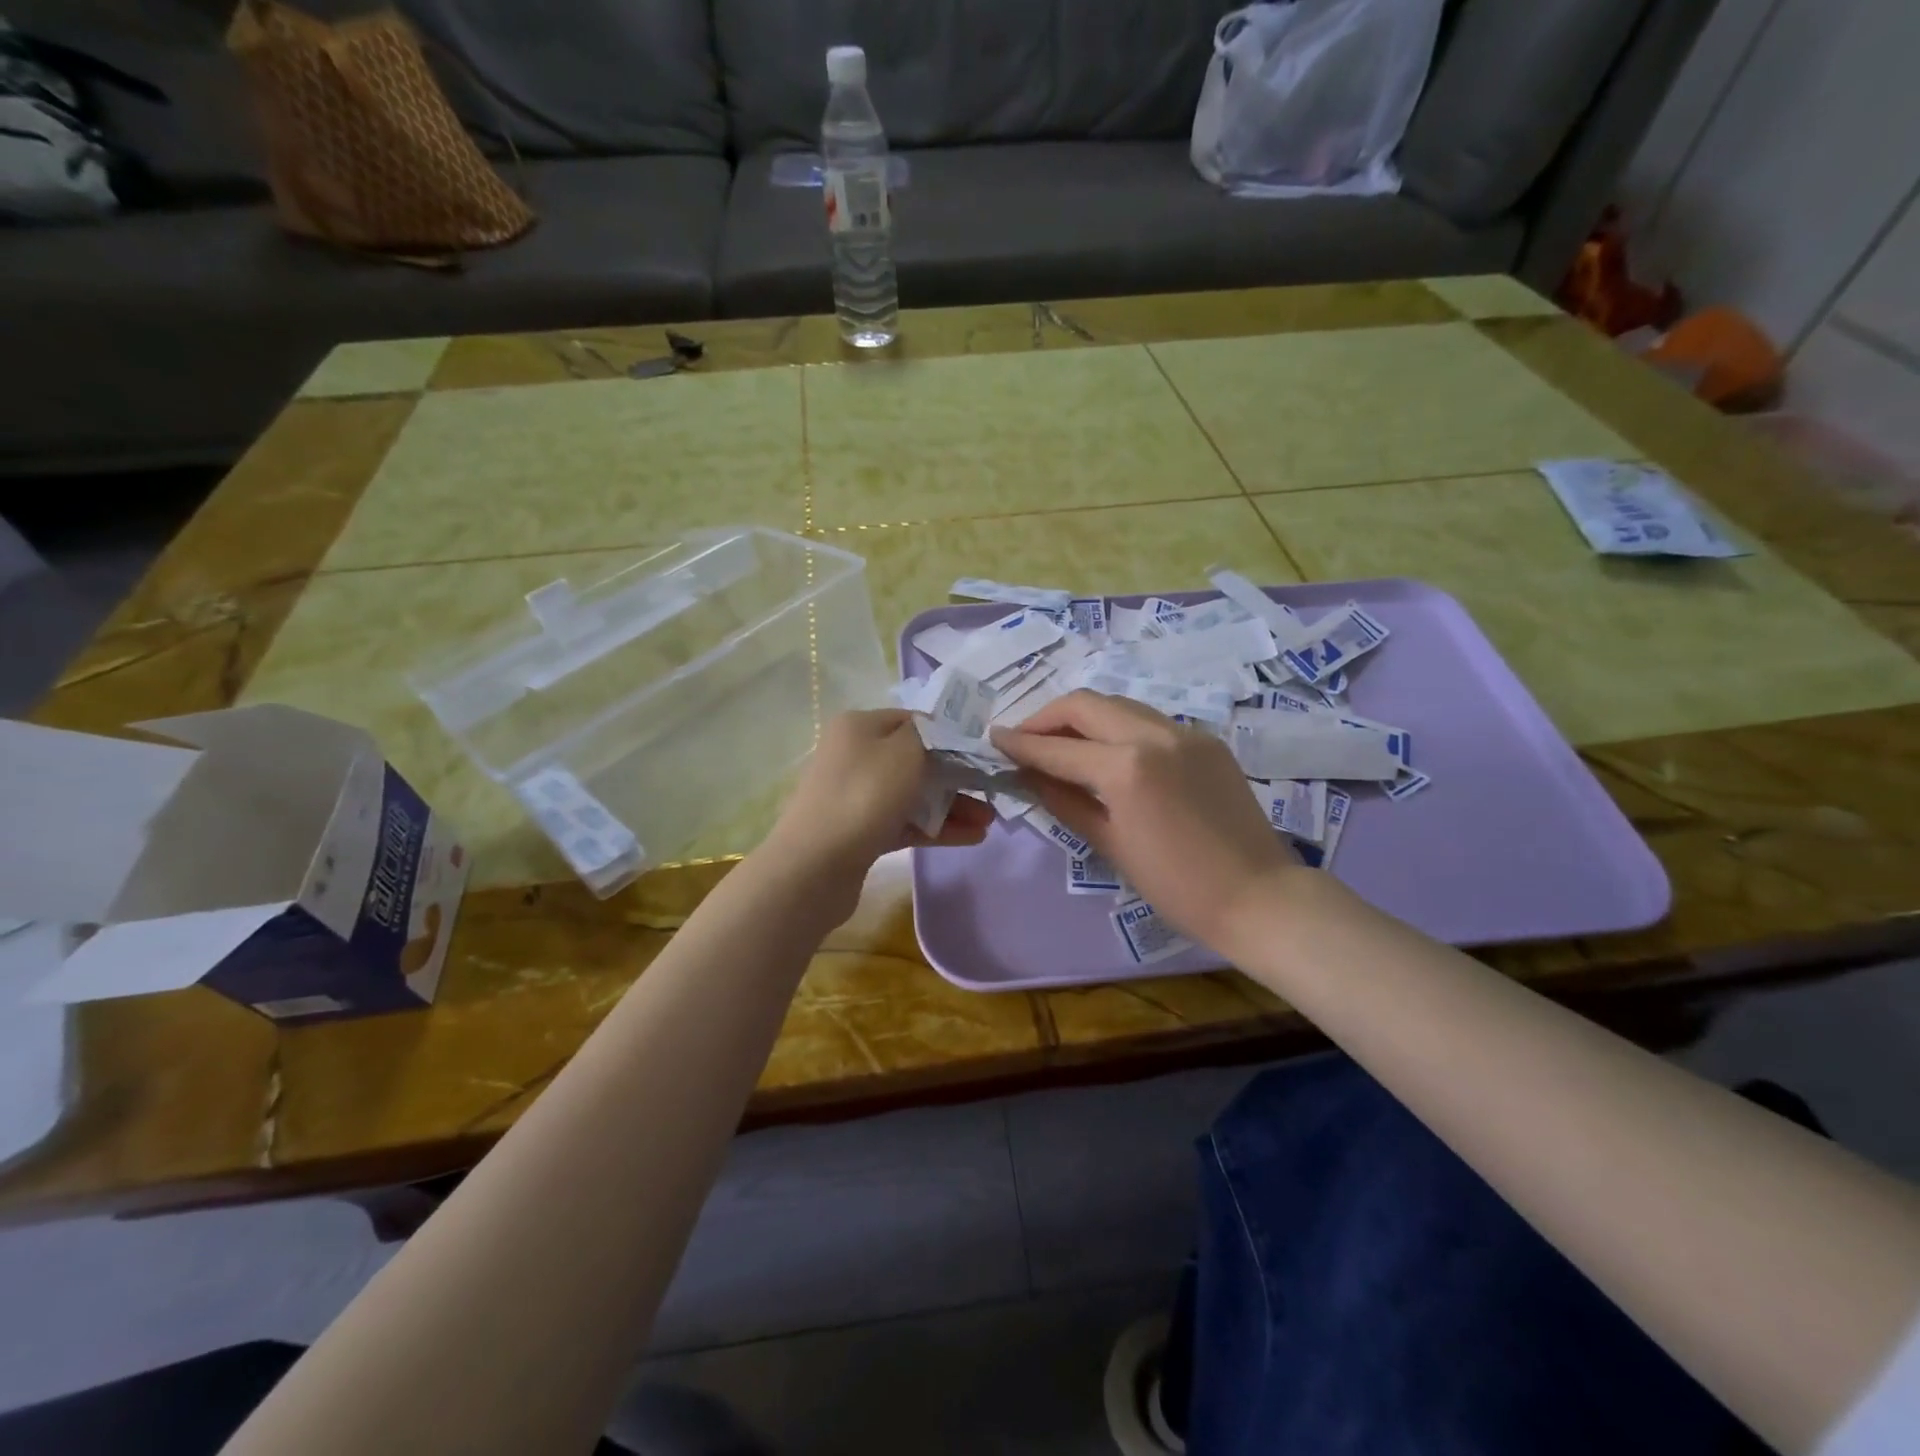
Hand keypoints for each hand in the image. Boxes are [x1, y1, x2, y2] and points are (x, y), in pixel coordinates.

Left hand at [762, 710, 993, 897]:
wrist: (813, 867)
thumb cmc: (865, 796)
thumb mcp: (905, 751)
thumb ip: (932, 734)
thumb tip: (944, 728)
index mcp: (859, 727)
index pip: (915, 721)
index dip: (951, 733)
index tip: (984, 751)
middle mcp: (855, 755)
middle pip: (917, 759)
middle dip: (957, 775)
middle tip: (991, 791)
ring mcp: (856, 796)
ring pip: (914, 794)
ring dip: (952, 805)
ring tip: (988, 821)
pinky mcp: (861, 832)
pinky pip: (906, 823)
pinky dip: (936, 827)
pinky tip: (971, 837)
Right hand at [992, 691, 1300, 948]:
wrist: (1258, 896)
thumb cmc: (1176, 886)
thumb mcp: (1110, 845)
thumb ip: (1065, 801)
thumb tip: (1028, 775)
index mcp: (1126, 767)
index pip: (1058, 748)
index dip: (1021, 744)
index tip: (994, 739)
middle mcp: (1154, 734)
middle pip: (1086, 704)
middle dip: (1048, 717)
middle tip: (1025, 739)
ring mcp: (1185, 732)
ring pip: (1118, 704)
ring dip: (1083, 717)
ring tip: (1062, 743)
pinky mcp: (1206, 739)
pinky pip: (1149, 721)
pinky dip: (1118, 727)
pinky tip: (1109, 752)